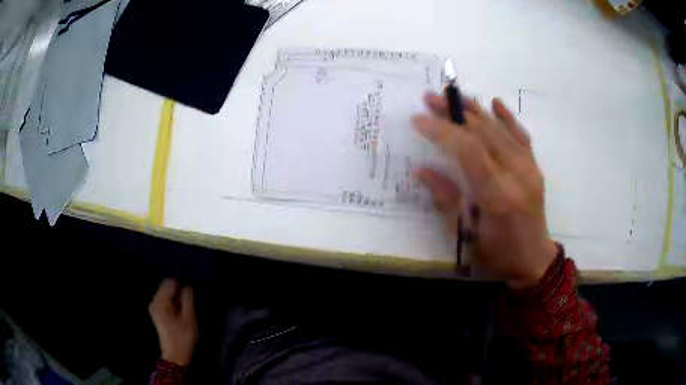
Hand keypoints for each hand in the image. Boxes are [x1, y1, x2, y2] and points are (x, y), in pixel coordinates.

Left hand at [149, 279, 197, 365]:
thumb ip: (188, 298)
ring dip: (176, 293)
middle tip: (191, 294)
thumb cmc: (183, 337)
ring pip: (165, 291)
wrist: (175, 354)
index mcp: (160, 301)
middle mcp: (154, 301)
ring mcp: (154, 306)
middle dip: (178, 287)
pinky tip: (180, 307)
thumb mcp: (189, 317)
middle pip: (166, 285)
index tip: (192, 284)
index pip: (170, 282)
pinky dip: (173, 299)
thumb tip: (188, 284)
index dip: (182, 281)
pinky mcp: (156, 311)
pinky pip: (164, 298)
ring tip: (187, 301)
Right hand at [413, 92, 556, 287]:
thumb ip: (446, 198)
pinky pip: (521, 136)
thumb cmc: (498, 253)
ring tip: (453, 95)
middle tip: (430, 98)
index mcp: (497, 194)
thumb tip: (421, 170)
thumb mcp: (467, 234)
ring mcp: (529, 168)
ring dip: (475, 110)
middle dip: (454, 113)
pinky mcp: (534, 167)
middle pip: (483, 133)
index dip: (442, 131)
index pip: (468, 150)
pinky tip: (495, 102)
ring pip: (500, 130)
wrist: (534, 260)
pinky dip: (507, 118)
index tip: (418, 119)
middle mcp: (516, 174)